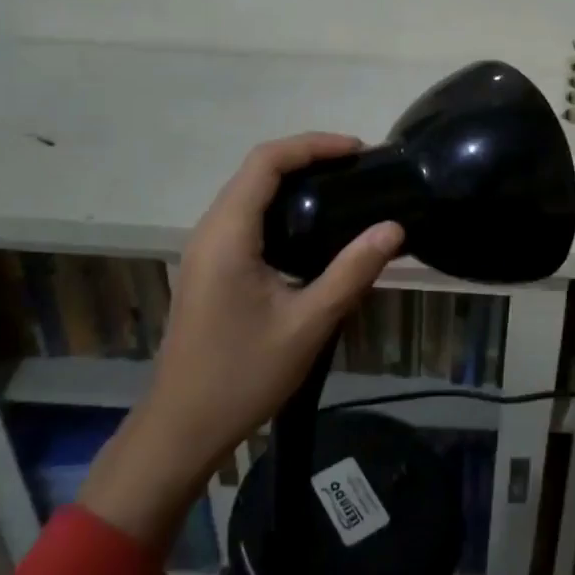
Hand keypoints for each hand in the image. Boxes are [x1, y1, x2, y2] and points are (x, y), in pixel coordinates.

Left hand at [79, 134, 402, 555]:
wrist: (181, 429)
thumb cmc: (242, 376)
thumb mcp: (307, 324)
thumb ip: (352, 272)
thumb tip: (393, 228)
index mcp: (228, 235)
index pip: (266, 162)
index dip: (312, 145)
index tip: (358, 151)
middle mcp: (210, 231)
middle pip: (256, 170)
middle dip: (307, 157)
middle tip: (359, 169)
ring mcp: (206, 249)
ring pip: (249, 192)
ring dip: (293, 180)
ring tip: (343, 188)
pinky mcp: (210, 267)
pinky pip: (246, 217)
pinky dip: (281, 206)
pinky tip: (313, 227)